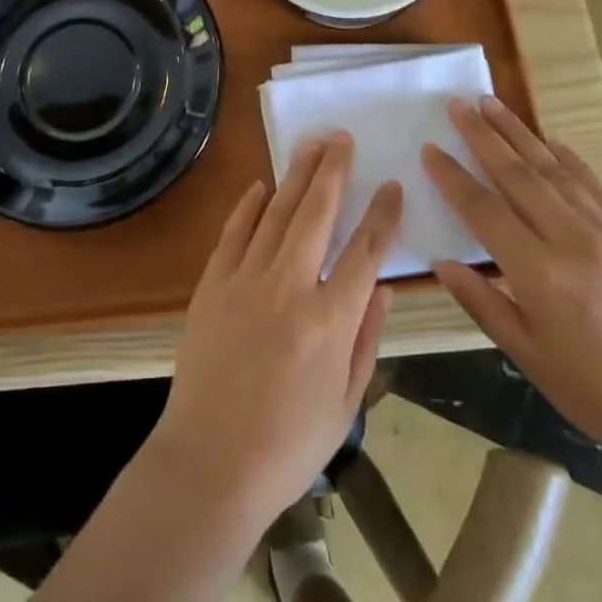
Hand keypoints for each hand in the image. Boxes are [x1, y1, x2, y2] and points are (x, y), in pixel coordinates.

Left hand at [146, 133, 402, 534]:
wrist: (210, 463)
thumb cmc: (287, 444)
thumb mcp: (345, 403)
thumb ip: (366, 340)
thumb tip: (382, 289)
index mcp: (330, 320)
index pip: (365, 251)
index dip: (382, 215)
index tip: (392, 185)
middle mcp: (289, 286)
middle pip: (317, 213)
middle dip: (333, 170)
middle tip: (342, 138)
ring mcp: (245, 280)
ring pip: (277, 212)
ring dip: (296, 175)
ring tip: (311, 146)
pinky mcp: (212, 284)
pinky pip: (234, 232)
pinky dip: (249, 205)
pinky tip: (262, 186)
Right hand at [423, 97, 601, 487]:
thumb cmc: (598, 395)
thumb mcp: (530, 358)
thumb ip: (483, 304)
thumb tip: (444, 263)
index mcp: (539, 274)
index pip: (483, 210)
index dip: (452, 177)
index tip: (429, 148)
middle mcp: (571, 240)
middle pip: (517, 174)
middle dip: (483, 136)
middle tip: (458, 104)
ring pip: (554, 169)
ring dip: (520, 133)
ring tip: (492, 103)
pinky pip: (593, 184)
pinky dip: (568, 158)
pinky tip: (550, 141)